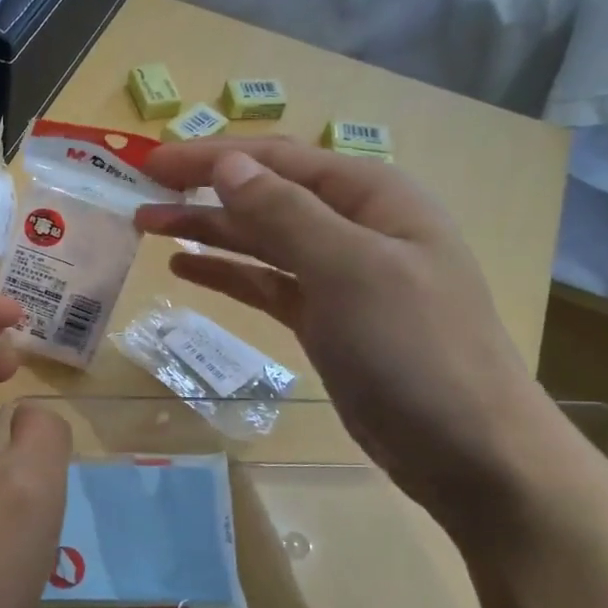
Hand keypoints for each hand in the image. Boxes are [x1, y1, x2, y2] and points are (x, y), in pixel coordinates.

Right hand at [133, 140, 562, 537]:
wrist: (470, 451)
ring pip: (259, 239)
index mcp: (371, 196)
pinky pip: (265, 283)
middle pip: (264, 194)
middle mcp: (354, 226)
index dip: (210, 156)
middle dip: (201, 190)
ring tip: (147, 226)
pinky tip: (185, 268)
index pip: (277, 159)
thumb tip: (227, 164)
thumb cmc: (415, 349)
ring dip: (206, 229)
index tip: (150, 162)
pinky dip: (227, 272)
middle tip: (138, 195)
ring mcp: (339, 276)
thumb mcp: (350, 270)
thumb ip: (285, 213)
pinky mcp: (324, 319)